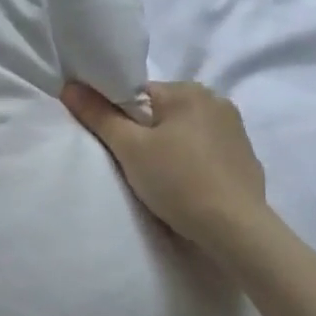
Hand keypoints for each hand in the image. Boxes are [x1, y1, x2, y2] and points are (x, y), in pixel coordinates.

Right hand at [63, 81, 267, 259]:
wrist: (235, 228)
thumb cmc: (177, 180)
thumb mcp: (129, 148)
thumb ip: (98, 115)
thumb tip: (70, 87)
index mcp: (188, 90)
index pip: (138, 92)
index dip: (119, 116)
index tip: (116, 143)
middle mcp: (216, 100)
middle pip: (162, 110)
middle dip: (146, 132)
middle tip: (134, 163)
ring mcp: (235, 128)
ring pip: (184, 129)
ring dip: (169, 145)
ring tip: (160, 176)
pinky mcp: (244, 155)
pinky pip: (205, 148)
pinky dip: (191, 159)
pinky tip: (186, 183)